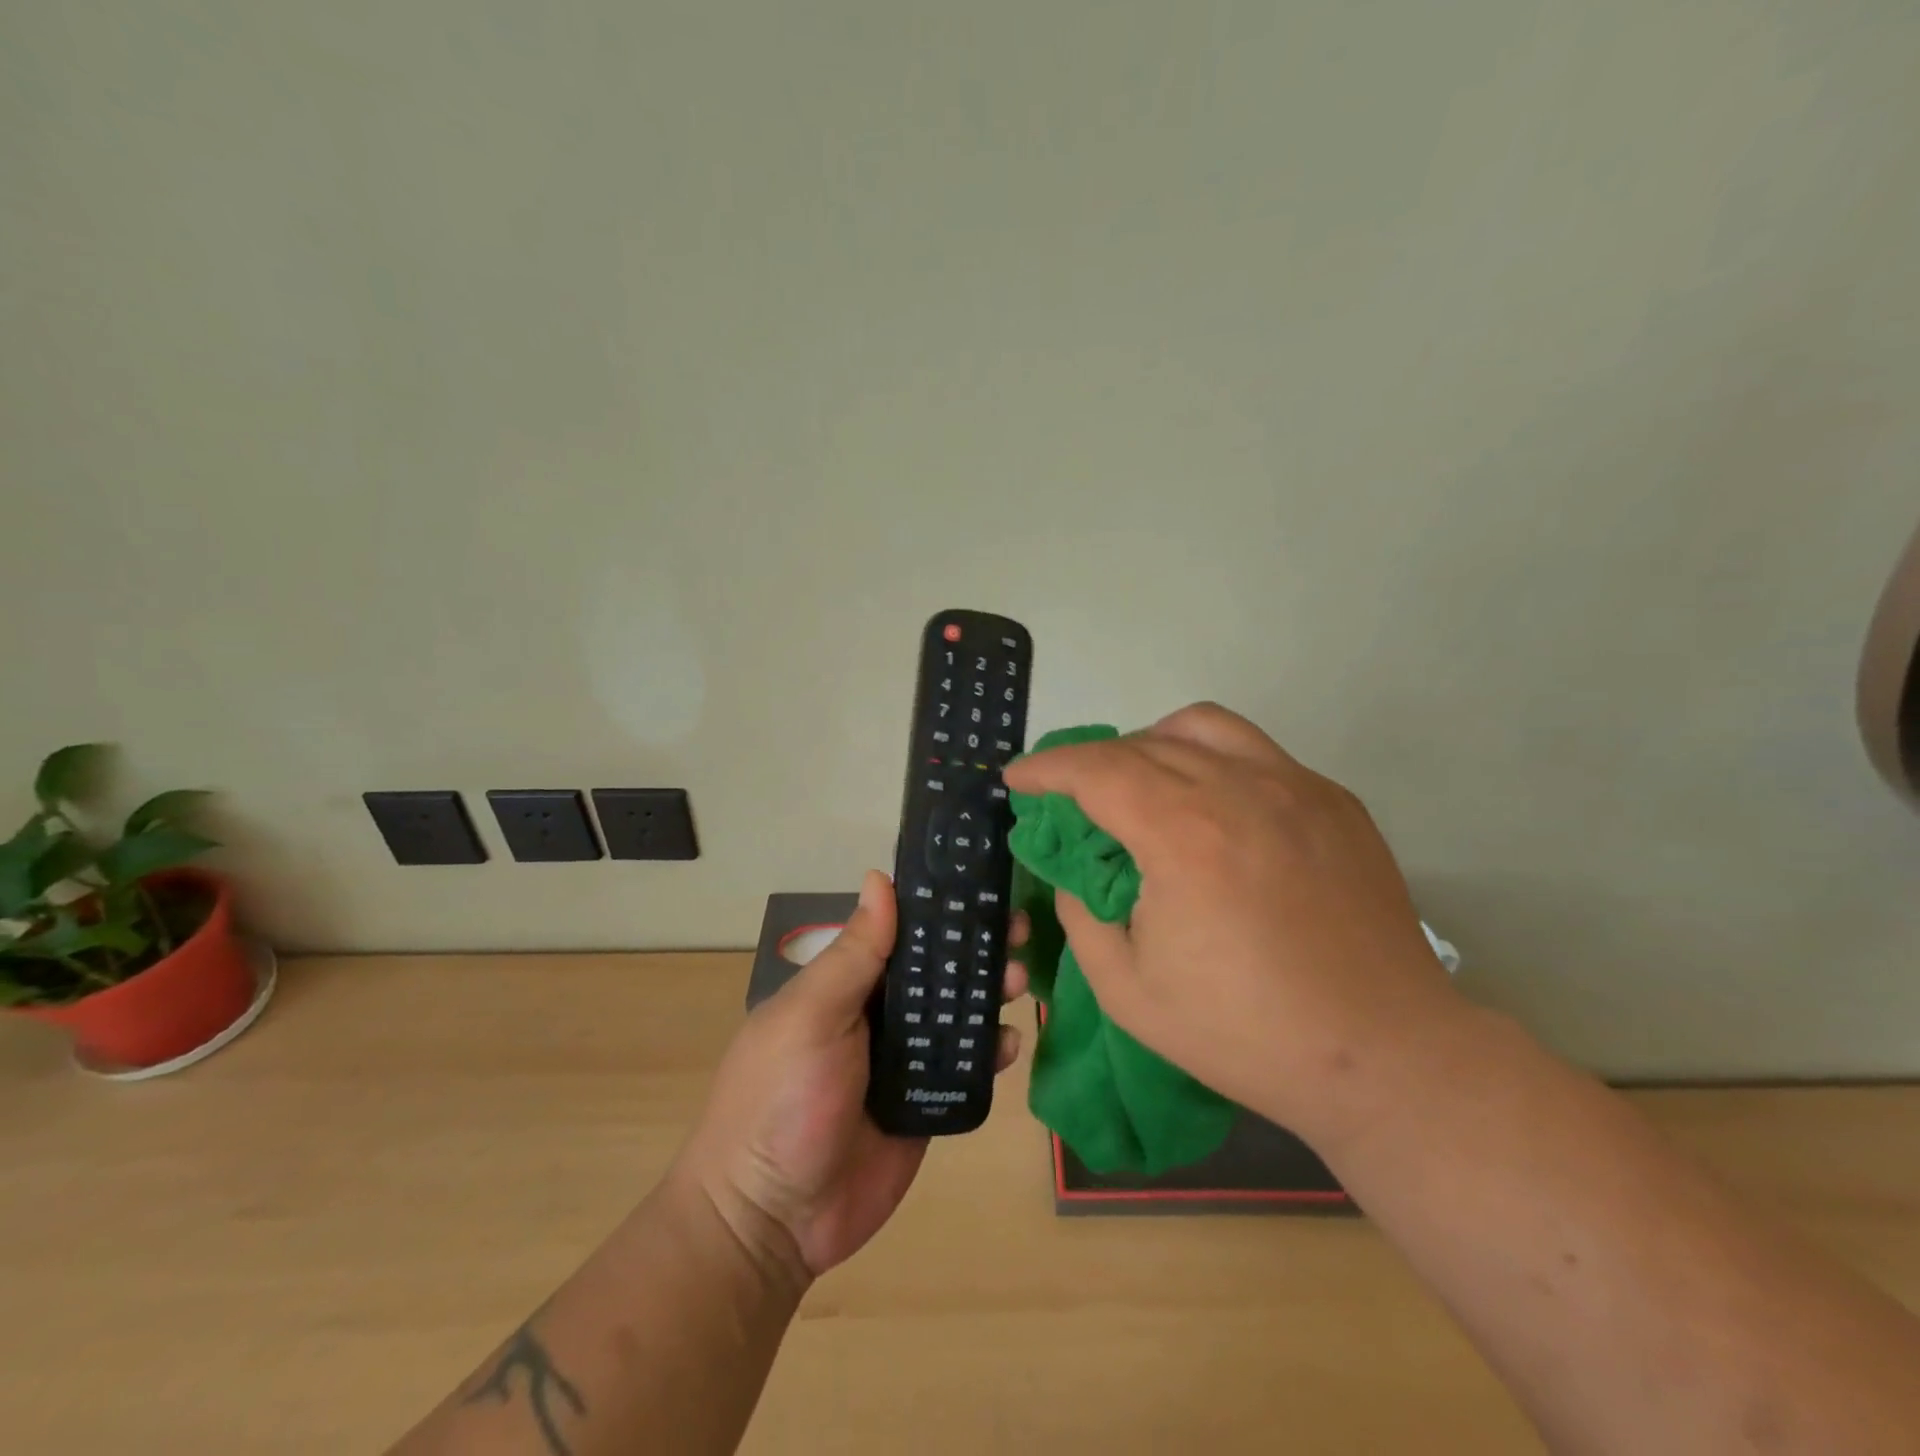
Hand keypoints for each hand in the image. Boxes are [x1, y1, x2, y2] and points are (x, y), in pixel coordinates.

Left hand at [675, 872, 1027, 1281]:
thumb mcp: (811, 1016)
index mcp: (845, 985)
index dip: (940, 908)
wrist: (772, 1222)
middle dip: (977, 948)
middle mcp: (877, 1015)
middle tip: (1019, 930)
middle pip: (937, 971)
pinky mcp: (926, 1105)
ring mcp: (903, 1062)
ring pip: (957, 1016)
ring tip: (1019, 980)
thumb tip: (880, 878)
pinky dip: (992, 1052)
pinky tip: (1010, 1044)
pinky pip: (966, 1069)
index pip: (900, 932)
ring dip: (990, 993)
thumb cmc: (781, 1100)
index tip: (982, 886)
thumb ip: (853, 953)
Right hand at [1002, 702, 1460, 1142]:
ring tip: (1140, 783)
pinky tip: (1212, 809)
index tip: (1018, 778)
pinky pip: (1256, 752)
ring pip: (1203, 726)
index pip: (1095, 770)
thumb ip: (1083, 914)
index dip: (1046, 767)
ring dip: (1152, 743)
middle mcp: (1240, 789)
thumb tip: (1079, 870)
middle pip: (1142, 744)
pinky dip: (1211, 761)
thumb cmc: (1245, 1033)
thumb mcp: (1127, 990)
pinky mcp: (1333, 800)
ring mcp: (1296, 786)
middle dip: (1090, 761)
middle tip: (1070, 795)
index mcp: (1184, 835)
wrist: (1382, 1055)